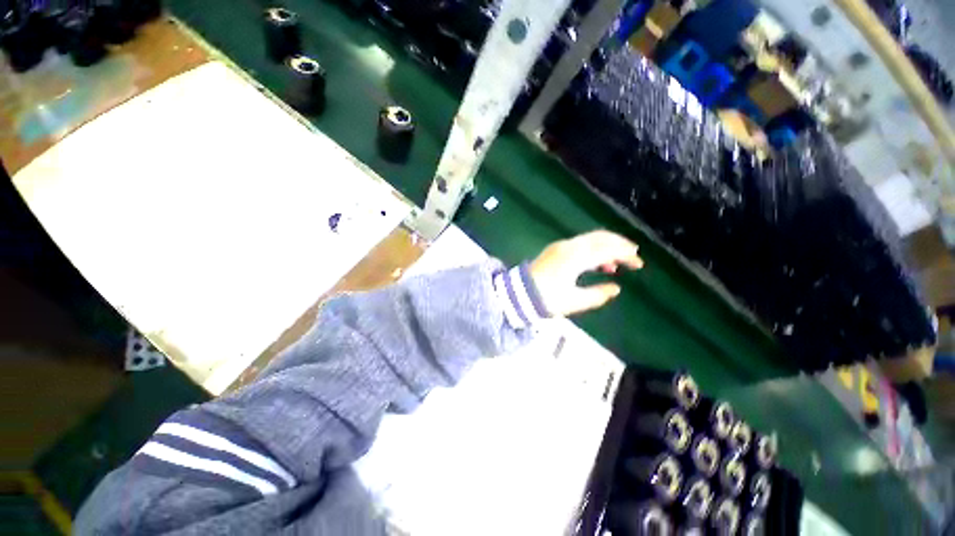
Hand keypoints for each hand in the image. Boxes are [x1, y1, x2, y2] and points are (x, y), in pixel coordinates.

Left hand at [530, 230, 643, 316]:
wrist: (518, 293)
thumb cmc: (546, 299)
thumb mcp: (574, 301)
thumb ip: (597, 294)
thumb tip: (615, 288)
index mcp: (575, 257)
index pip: (607, 250)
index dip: (625, 254)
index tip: (639, 264)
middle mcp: (569, 246)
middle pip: (599, 237)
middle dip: (619, 244)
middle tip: (633, 254)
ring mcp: (560, 246)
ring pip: (589, 239)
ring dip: (606, 246)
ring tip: (617, 264)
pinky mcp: (555, 250)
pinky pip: (580, 244)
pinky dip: (593, 249)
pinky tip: (598, 263)